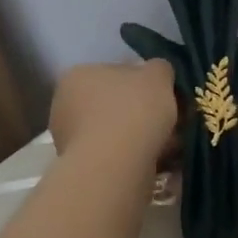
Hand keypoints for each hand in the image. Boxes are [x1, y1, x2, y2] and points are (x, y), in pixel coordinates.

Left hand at [49, 59, 177, 161]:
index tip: (163, 96)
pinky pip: (116, 158)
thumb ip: (159, 68)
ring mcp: (69, 140)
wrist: (116, 165)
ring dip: (142, 139)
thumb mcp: (158, 74)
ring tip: (171, 147)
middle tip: (171, 122)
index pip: (114, 73)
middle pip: (115, 105)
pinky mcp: (81, 169)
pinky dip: (137, 159)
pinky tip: (161, 164)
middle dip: (142, 114)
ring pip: (117, 134)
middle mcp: (65, 105)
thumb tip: (158, 74)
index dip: (143, 84)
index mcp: (77, 75)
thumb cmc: (133, 109)